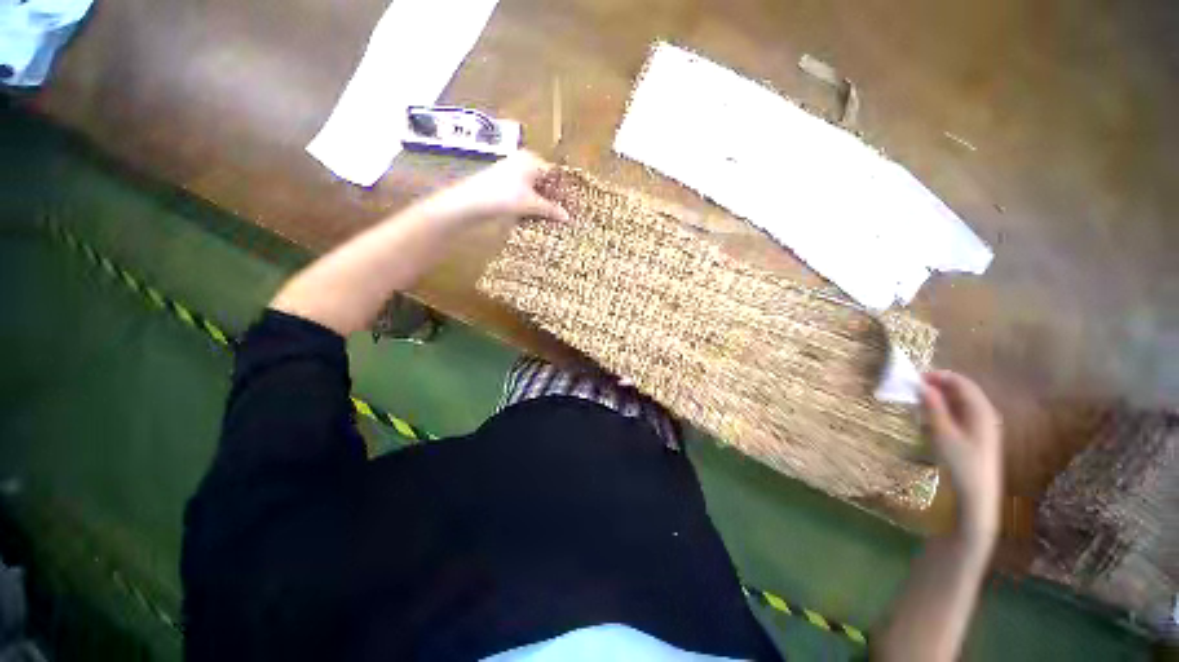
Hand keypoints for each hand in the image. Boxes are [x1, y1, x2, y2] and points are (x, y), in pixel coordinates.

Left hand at [422, 151, 569, 224]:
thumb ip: (551, 209)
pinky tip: (534, 214)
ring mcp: (510, 171)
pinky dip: (529, 201)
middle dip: (552, 196)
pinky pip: (522, 191)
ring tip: (551, 216)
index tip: (571, 205)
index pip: (554, 173)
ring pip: (533, 187)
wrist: (470, 202)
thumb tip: (568, 217)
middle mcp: (521, 161)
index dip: (562, 190)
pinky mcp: (502, 183)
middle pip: (543, 180)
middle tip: (562, 213)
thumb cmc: (504, 197)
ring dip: (541, 201)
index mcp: (531, 159)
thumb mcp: (531, 204)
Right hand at [920, 370, 1002, 545]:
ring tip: (917, 403)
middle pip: (961, 391)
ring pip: (958, 402)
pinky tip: (929, 418)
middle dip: (937, 386)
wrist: (977, 494)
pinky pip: (958, 414)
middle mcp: (984, 413)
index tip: (915, 378)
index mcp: (981, 410)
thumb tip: (922, 386)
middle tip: (912, 389)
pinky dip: (943, 410)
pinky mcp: (975, 435)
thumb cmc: (961, 463)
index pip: (961, 383)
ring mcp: (980, 425)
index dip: (939, 376)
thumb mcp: (944, 434)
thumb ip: (934, 408)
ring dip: (938, 398)